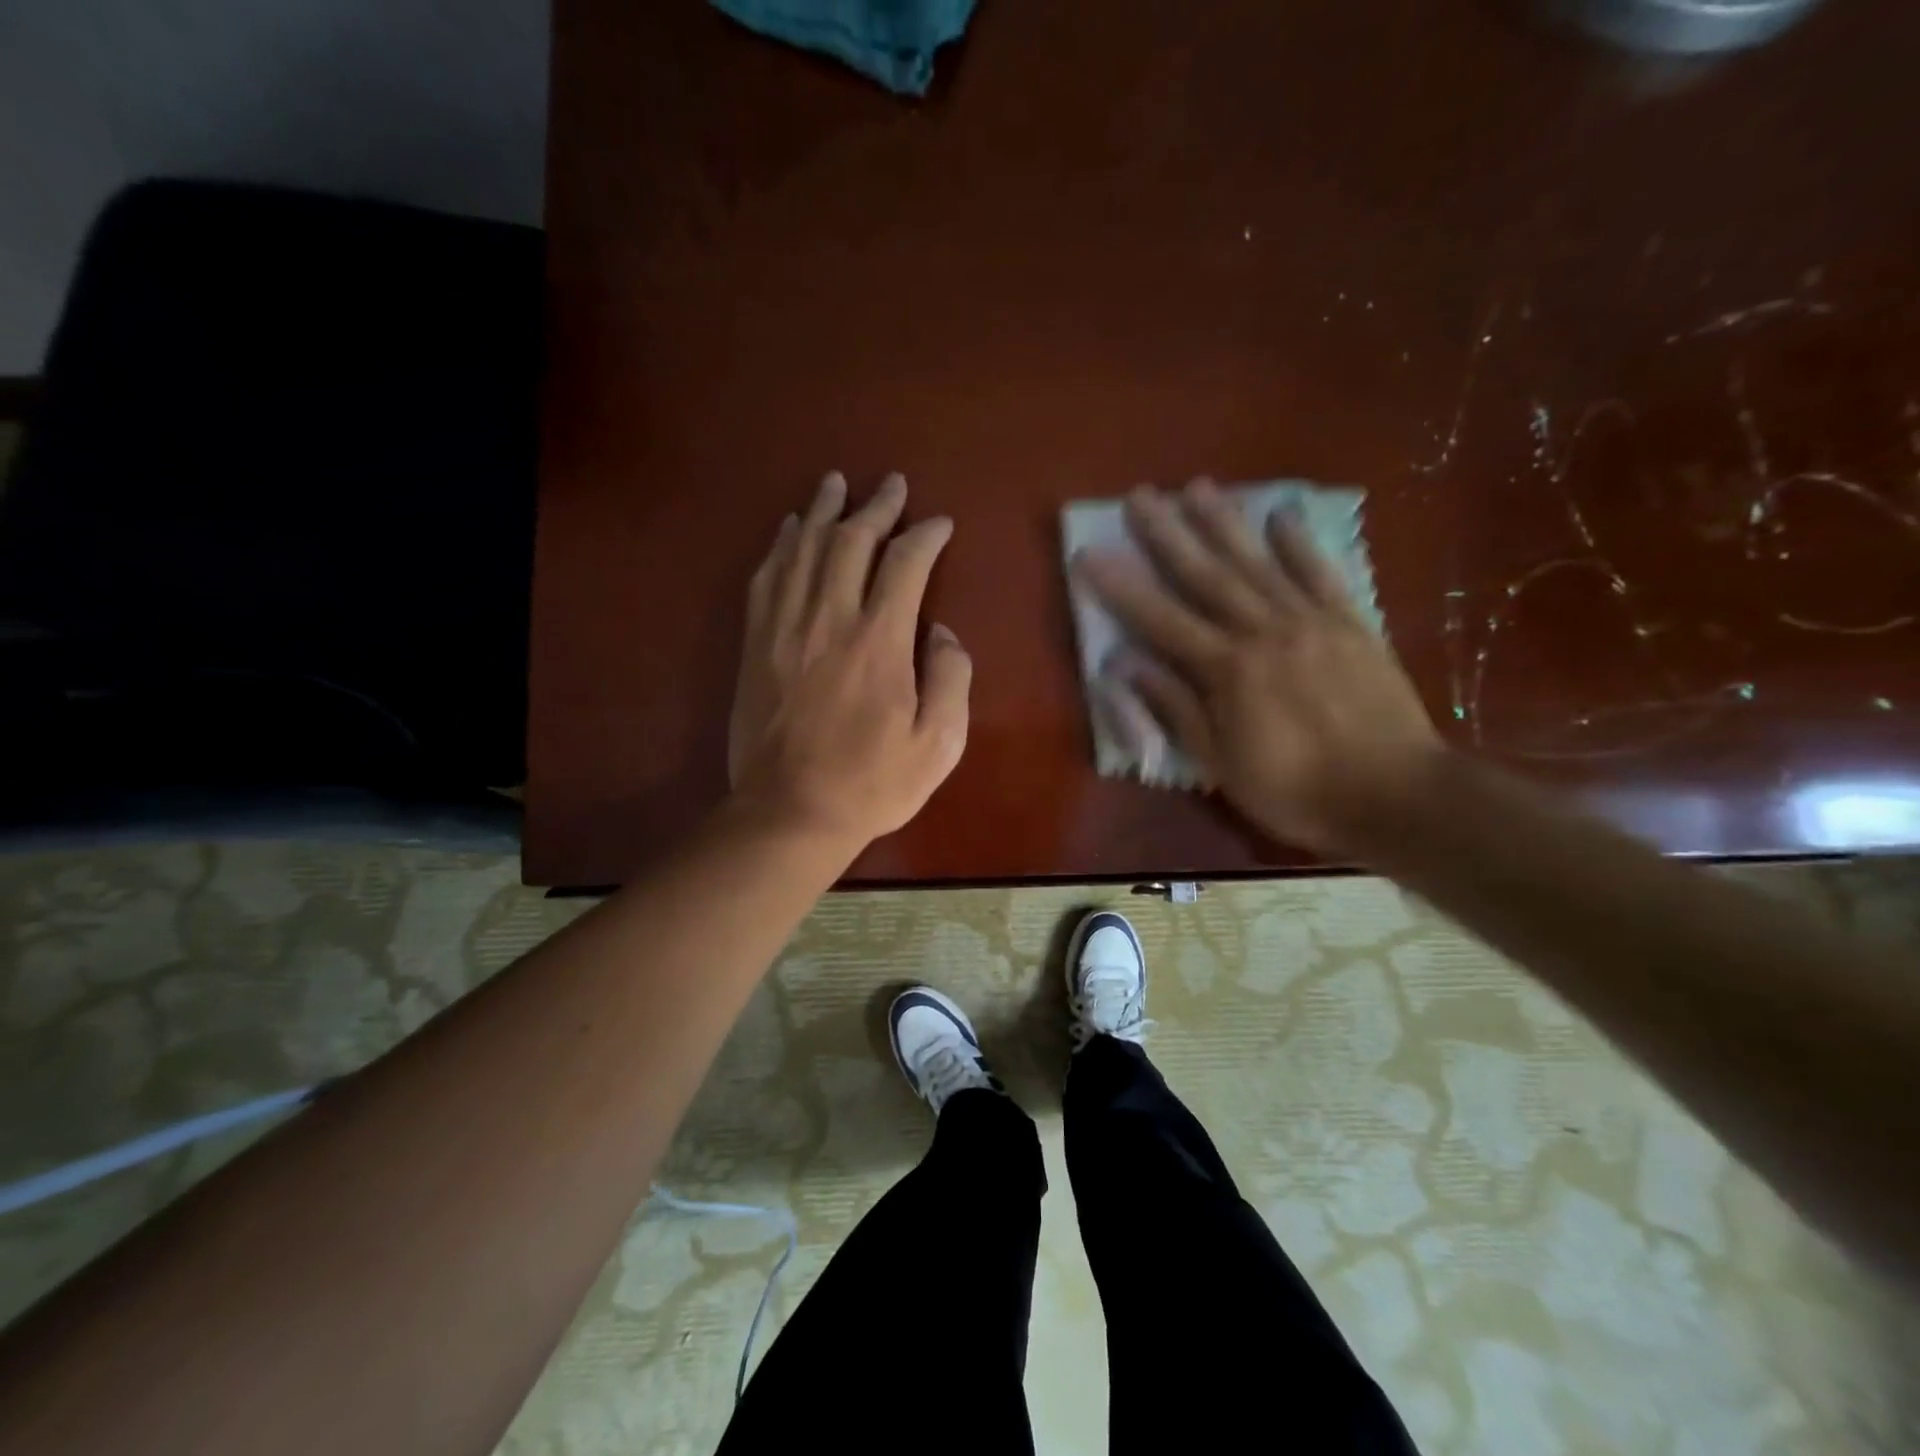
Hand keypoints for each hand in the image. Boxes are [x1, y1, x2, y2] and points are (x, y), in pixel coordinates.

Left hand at [728, 471, 970, 848]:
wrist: (790, 812)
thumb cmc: (872, 783)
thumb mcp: (938, 743)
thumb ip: (950, 678)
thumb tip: (940, 632)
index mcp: (880, 640)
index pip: (905, 563)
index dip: (925, 535)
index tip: (940, 524)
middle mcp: (830, 618)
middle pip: (850, 540)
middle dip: (875, 506)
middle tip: (891, 485)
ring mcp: (785, 628)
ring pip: (803, 548)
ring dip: (822, 510)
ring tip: (836, 484)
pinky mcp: (755, 644)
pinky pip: (766, 578)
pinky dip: (780, 546)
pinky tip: (789, 529)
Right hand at [1075, 479, 1442, 854]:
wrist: (1398, 795)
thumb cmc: (1296, 790)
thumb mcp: (1222, 765)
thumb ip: (1176, 709)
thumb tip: (1127, 667)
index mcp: (1228, 671)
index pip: (1162, 620)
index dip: (1121, 587)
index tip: (1089, 552)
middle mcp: (1264, 632)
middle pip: (1207, 576)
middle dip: (1168, 534)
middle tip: (1140, 496)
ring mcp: (1311, 622)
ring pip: (1258, 563)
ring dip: (1224, 523)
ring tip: (1197, 486)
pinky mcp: (1352, 623)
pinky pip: (1321, 574)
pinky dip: (1300, 544)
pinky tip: (1281, 516)